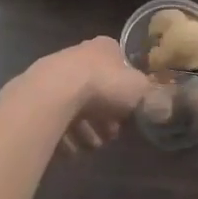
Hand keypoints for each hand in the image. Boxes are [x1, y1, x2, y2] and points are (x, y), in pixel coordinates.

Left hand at [36, 37, 147, 154]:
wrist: (56, 92)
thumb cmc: (104, 84)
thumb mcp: (139, 88)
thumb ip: (149, 94)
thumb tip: (159, 102)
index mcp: (104, 48)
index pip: (119, 69)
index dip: (125, 94)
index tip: (126, 116)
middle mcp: (79, 56)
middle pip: (97, 90)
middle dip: (104, 116)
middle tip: (110, 136)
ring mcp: (55, 74)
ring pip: (75, 105)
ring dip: (85, 129)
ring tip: (90, 148)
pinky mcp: (37, 94)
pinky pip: (55, 118)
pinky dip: (64, 135)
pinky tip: (71, 151)